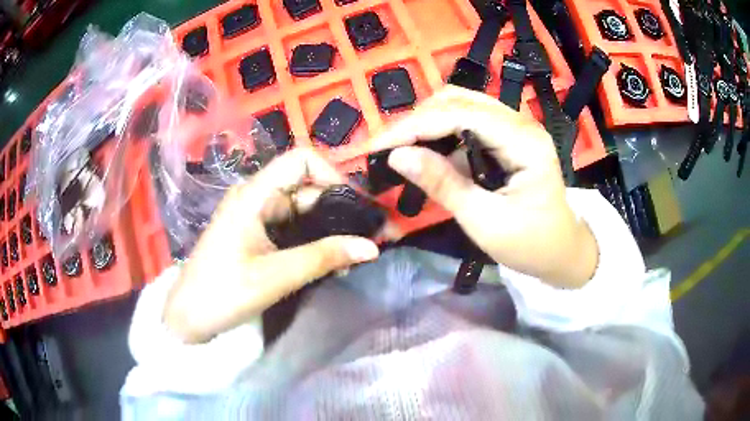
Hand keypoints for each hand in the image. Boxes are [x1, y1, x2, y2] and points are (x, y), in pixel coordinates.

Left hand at [163, 149, 379, 343]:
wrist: (190, 316)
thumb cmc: (225, 292)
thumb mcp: (276, 276)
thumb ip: (324, 258)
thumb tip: (372, 247)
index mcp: (254, 194)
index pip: (301, 160)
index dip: (332, 175)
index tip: (353, 207)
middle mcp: (255, 196)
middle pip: (305, 185)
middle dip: (337, 207)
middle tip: (365, 236)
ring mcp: (254, 215)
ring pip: (300, 208)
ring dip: (327, 227)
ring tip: (352, 253)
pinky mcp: (254, 233)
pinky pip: (290, 226)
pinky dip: (312, 238)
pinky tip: (329, 260)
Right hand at [374, 86, 597, 287]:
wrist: (562, 251)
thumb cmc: (531, 244)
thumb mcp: (485, 222)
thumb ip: (443, 185)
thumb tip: (397, 156)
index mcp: (524, 142)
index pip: (460, 115)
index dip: (415, 126)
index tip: (378, 146)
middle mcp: (520, 123)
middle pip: (459, 100)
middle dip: (417, 120)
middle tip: (387, 148)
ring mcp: (515, 126)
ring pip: (460, 105)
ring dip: (427, 122)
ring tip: (401, 147)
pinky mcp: (508, 136)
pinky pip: (468, 120)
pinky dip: (441, 131)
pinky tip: (427, 150)